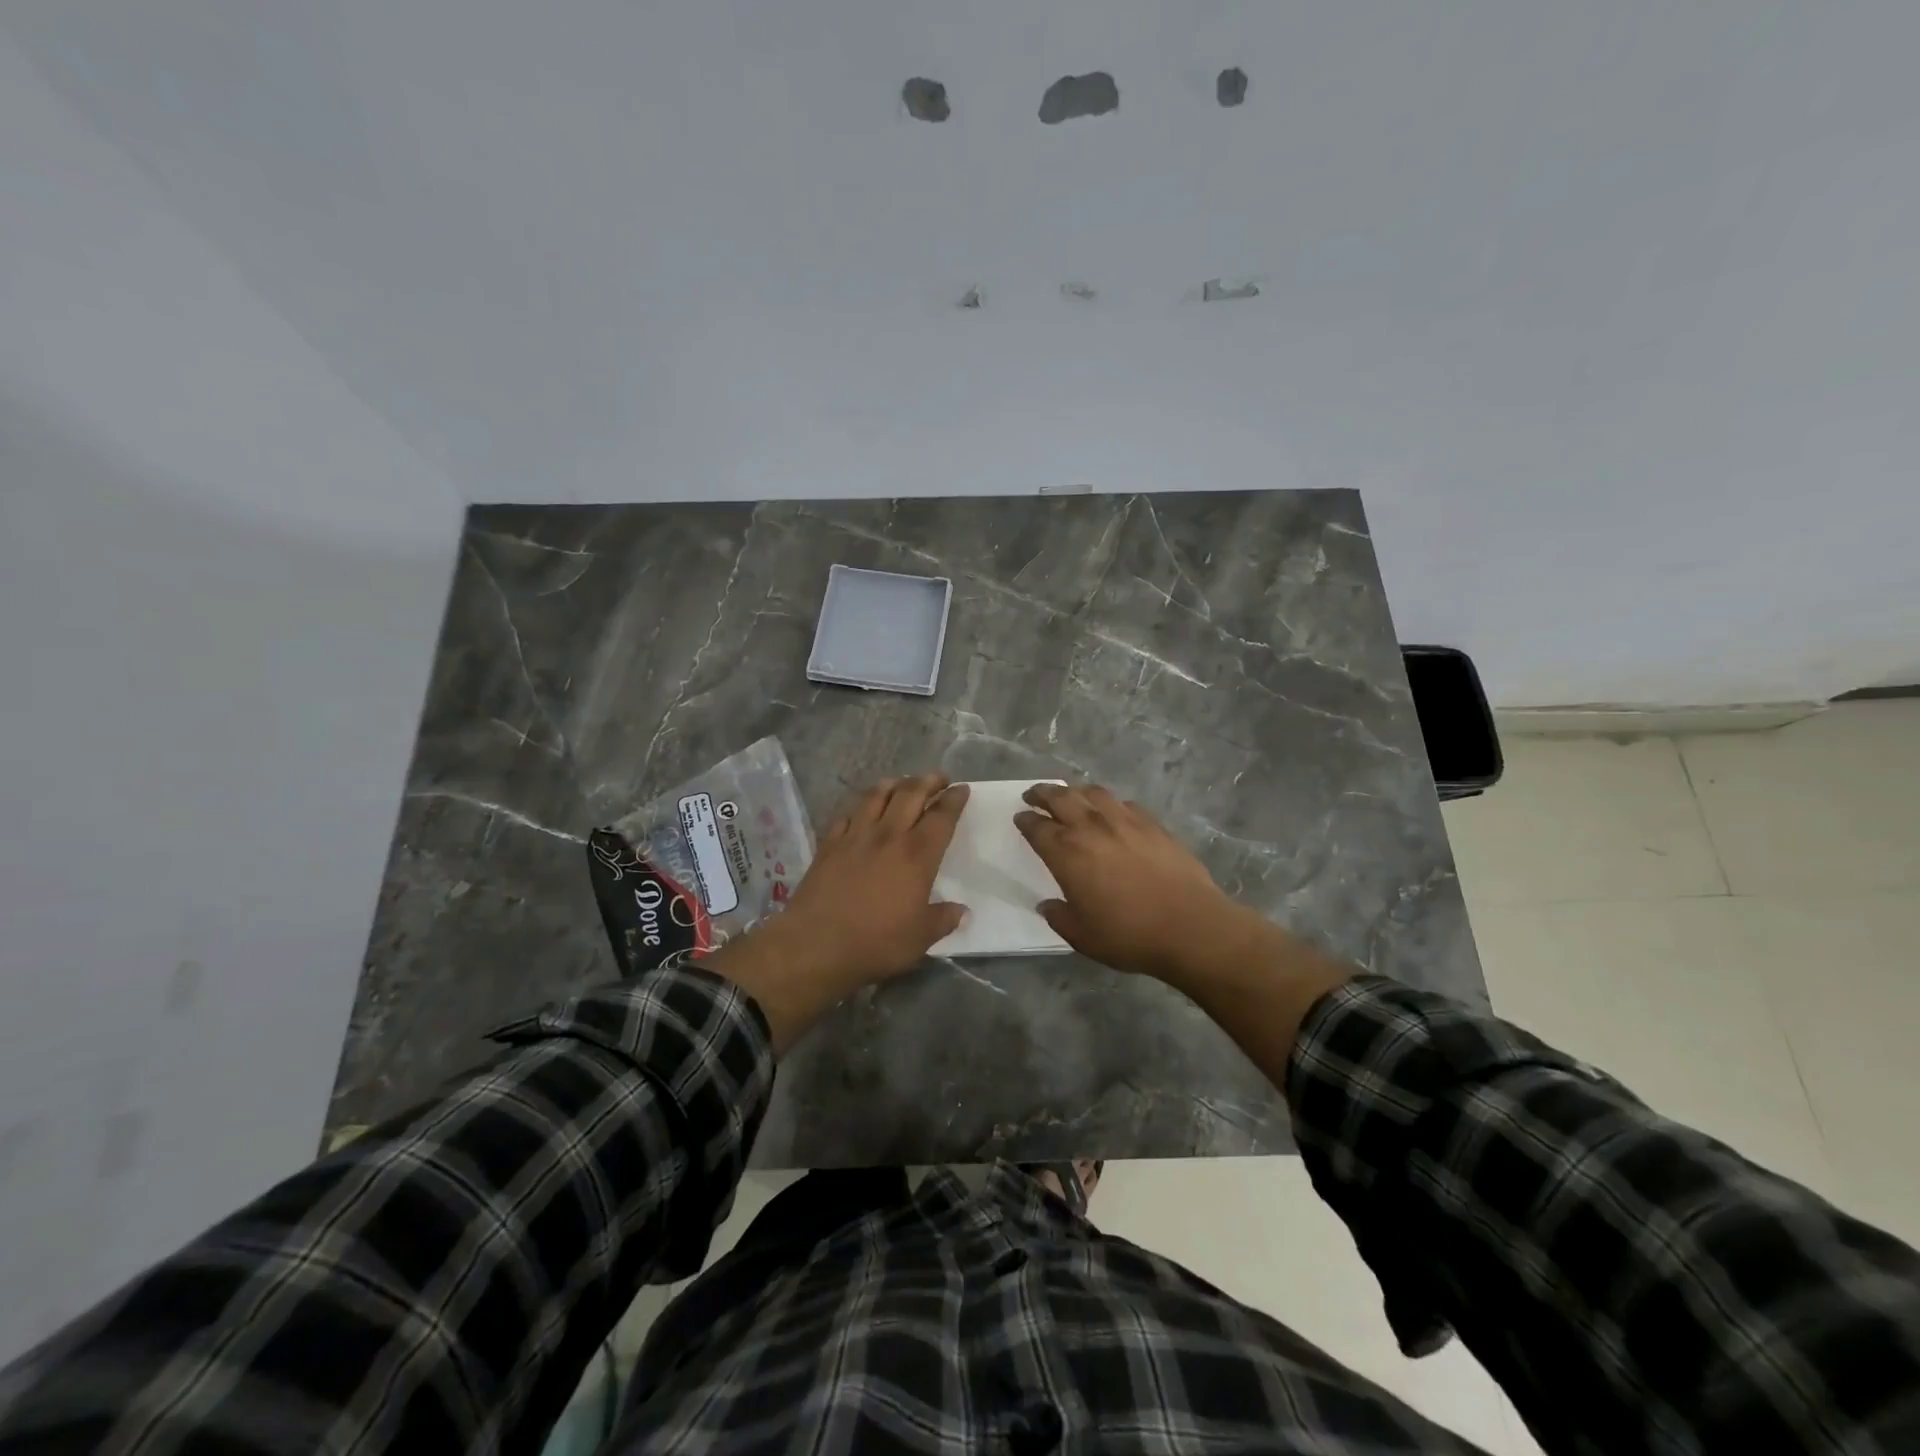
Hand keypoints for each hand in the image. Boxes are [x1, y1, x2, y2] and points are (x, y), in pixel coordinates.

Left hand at [712, 774, 967, 1047]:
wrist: (816, 945)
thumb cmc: (876, 942)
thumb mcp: (920, 938)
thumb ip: (943, 919)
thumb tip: (962, 910)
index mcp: (917, 855)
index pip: (941, 817)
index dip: (954, 799)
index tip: (962, 789)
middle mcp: (888, 835)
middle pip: (910, 794)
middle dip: (928, 781)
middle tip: (939, 778)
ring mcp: (855, 836)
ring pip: (876, 796)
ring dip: (894, 784)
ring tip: (902, 783)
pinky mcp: (828, 844)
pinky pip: (846, 814)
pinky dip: (859, 807)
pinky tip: (861, 810)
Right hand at [1014, 783, 1276, 986]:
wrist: (1190, 926)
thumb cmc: (1129, 935)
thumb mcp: (1082, 936)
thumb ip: (1059, 917)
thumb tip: (1048, 905)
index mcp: (1067, 853)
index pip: (1038, 827)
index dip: (1026, 820)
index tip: (1020, 817)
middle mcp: (1092, 828)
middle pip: (1061, 797)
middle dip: (1043, 793)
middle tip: (1034, 794)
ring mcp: (1125, 821)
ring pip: (1093, 792)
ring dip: (1076, 791)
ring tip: (1071, 795)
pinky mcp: (1153, 824)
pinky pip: (1124, 803)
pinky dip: (1109, 803)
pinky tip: (1112, 811)